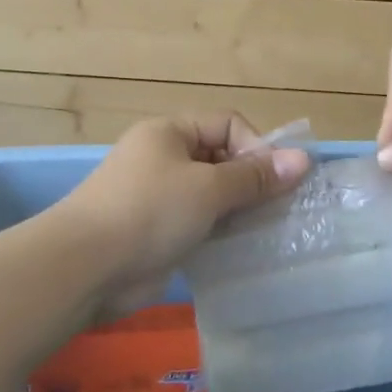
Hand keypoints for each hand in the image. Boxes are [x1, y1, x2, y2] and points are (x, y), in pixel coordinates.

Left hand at [59, 114, 310, 308]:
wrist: (88, 266)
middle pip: (221, 159)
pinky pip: (199, 224)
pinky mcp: (157, 232)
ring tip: (265, 231)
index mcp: (170, 132)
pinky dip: (220, 233)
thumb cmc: (150, 211)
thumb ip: (255, 176)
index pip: (227, 125)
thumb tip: (303, 160)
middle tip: (278, 210)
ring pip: (212, 195)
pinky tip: (240, 250)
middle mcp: (164, 158)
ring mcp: (159, 197)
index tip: (275, 182)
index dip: (256, 148)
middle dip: (250, 181)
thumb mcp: (208, 188)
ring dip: (238, 210)